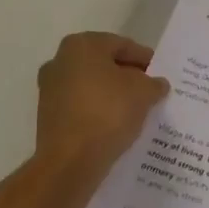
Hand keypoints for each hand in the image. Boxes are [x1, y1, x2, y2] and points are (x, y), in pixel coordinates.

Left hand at [35, 32, 168, 177]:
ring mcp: (50, 90)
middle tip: (150, 90)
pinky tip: (118, 123)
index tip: (160, 74)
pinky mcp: (48, 117)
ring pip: (92, 86)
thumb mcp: (144, 92)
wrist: (70, 162)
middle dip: (128, 76)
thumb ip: (154, 83)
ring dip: (113, 95)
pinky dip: (99, 111)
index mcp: (82, 45)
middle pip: (105, 64)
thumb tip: (157, 84)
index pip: (123, 45)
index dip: (145, 59)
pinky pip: (82, 106)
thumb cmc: (108, 112)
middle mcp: (60, 61)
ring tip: (137, 109)